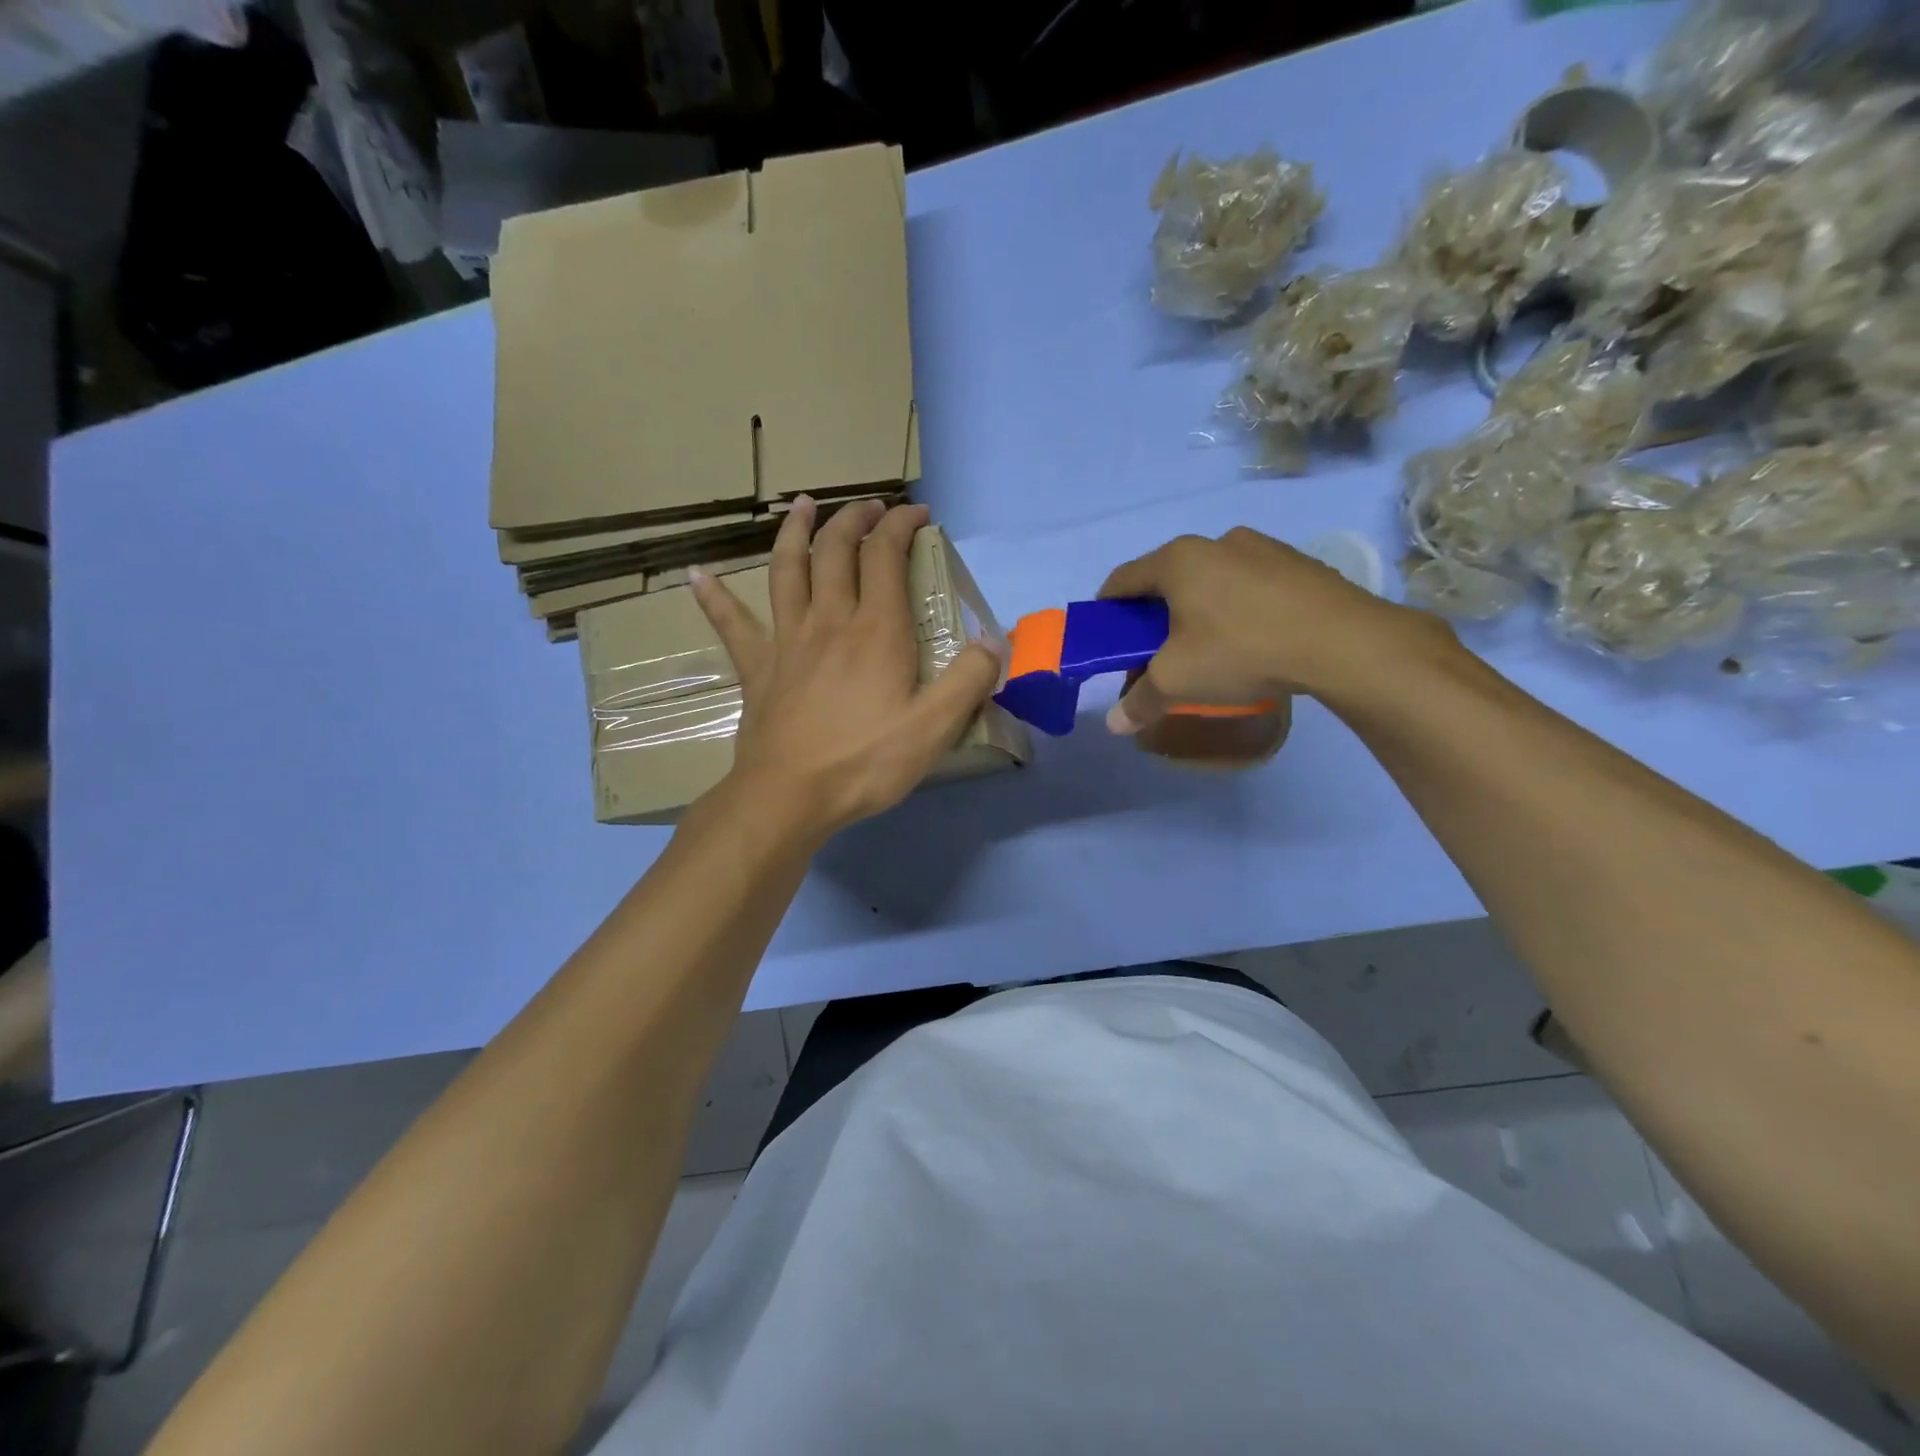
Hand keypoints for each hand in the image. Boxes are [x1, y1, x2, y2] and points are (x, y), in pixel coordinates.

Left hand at [690, 499, 1000, 839]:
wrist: (790, 796)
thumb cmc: (865, 762)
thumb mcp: (934, 728)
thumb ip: (969, 680)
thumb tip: (992, 640)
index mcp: (876, 631)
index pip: (886, 556)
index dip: (901, 526)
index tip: (918, 516)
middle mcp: (830, 621)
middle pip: (837, 551)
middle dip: (855, 519)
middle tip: (870, 507)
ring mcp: (787, 641)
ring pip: (787, 570)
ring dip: (795, 532)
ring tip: (802, 505)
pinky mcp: (757, 668)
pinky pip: (732, 625)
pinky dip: (714, 598)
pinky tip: (696, 576)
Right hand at [1097, 527, 1443, 741]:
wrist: (1341, 641)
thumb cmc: (1240, 649)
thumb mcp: (1178, 681)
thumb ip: (1141, 701)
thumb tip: (1114, 725)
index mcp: (1178, 560)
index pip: (1123, 579)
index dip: (1107, 608)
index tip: (1106, 635)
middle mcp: (1216, 542)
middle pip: (1168, 578)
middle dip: (1155, 614)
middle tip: (1156, 649)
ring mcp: (1262, 548)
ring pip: (1212, 579)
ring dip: (1198, 608)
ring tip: (1208, 646)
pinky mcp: (1297, 564)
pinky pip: (1250, 584)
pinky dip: (1237, 606)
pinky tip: (1251, 638)